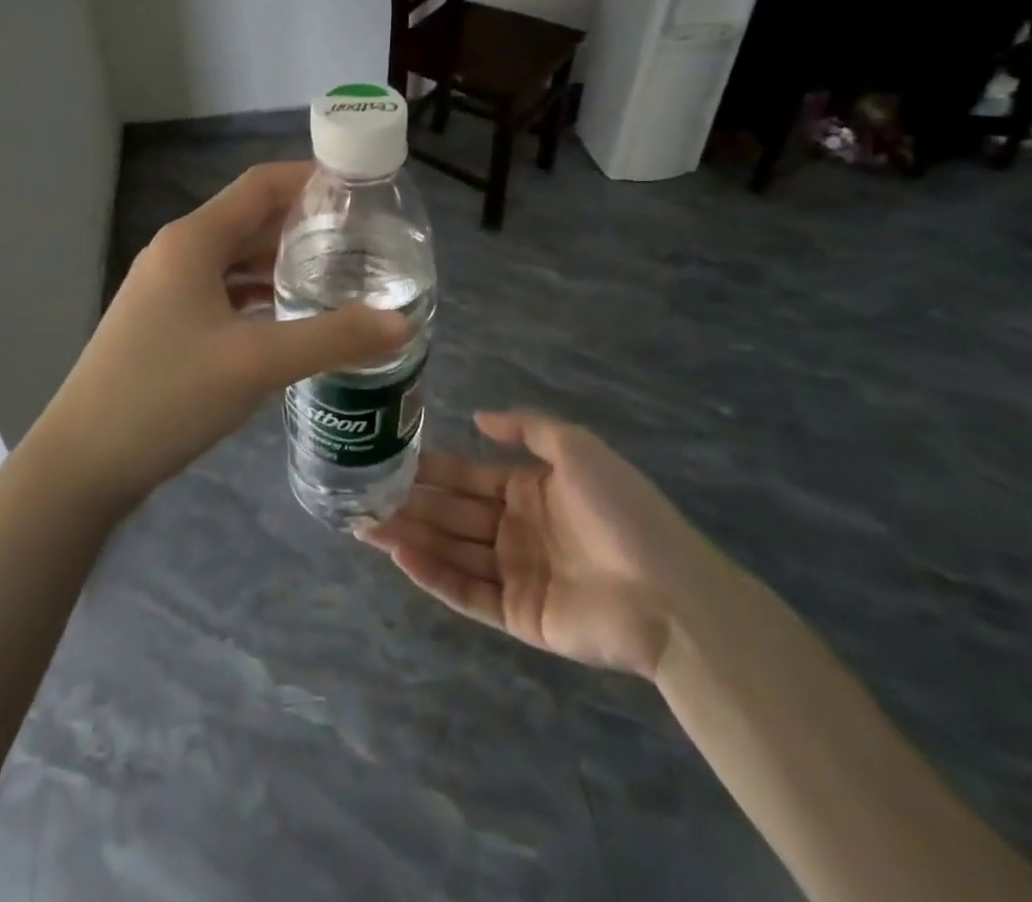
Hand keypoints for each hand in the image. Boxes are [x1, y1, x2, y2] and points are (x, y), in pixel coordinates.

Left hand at [36, 162, 409, 508]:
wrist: (82, 462)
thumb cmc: (165, 396)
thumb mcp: (255, 364)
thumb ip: (332, 339)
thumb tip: (401, 323)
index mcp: (193, 240)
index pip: (261, 185)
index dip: (311, 178)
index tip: (362, 189)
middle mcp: (178, 253)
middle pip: (251, 220)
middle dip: (305, 224)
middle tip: (365, 238)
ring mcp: (167, 289)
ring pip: (237, 259)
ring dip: (283, 261)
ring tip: (340, 273)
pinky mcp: (166, 322)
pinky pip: (224, 291)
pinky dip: (260, 294)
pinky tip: (293, 316)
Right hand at [360, 411, 723, 678]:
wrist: (669, 592)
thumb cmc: (621, 510)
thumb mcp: (577, 448)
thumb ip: (527, 428)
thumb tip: (478, 416)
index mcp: (529, 490)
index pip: (468, 476)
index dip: (431, 469)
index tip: (390, 460)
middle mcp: (516, 529)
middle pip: (453, 514)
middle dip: (410, 503)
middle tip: (362, 495)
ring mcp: (515, 574)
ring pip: (452, 551)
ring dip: (410, 537)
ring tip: (365, 524)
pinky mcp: (517, 615)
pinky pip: (468, 592)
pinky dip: (434, 575)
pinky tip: (401, 555)